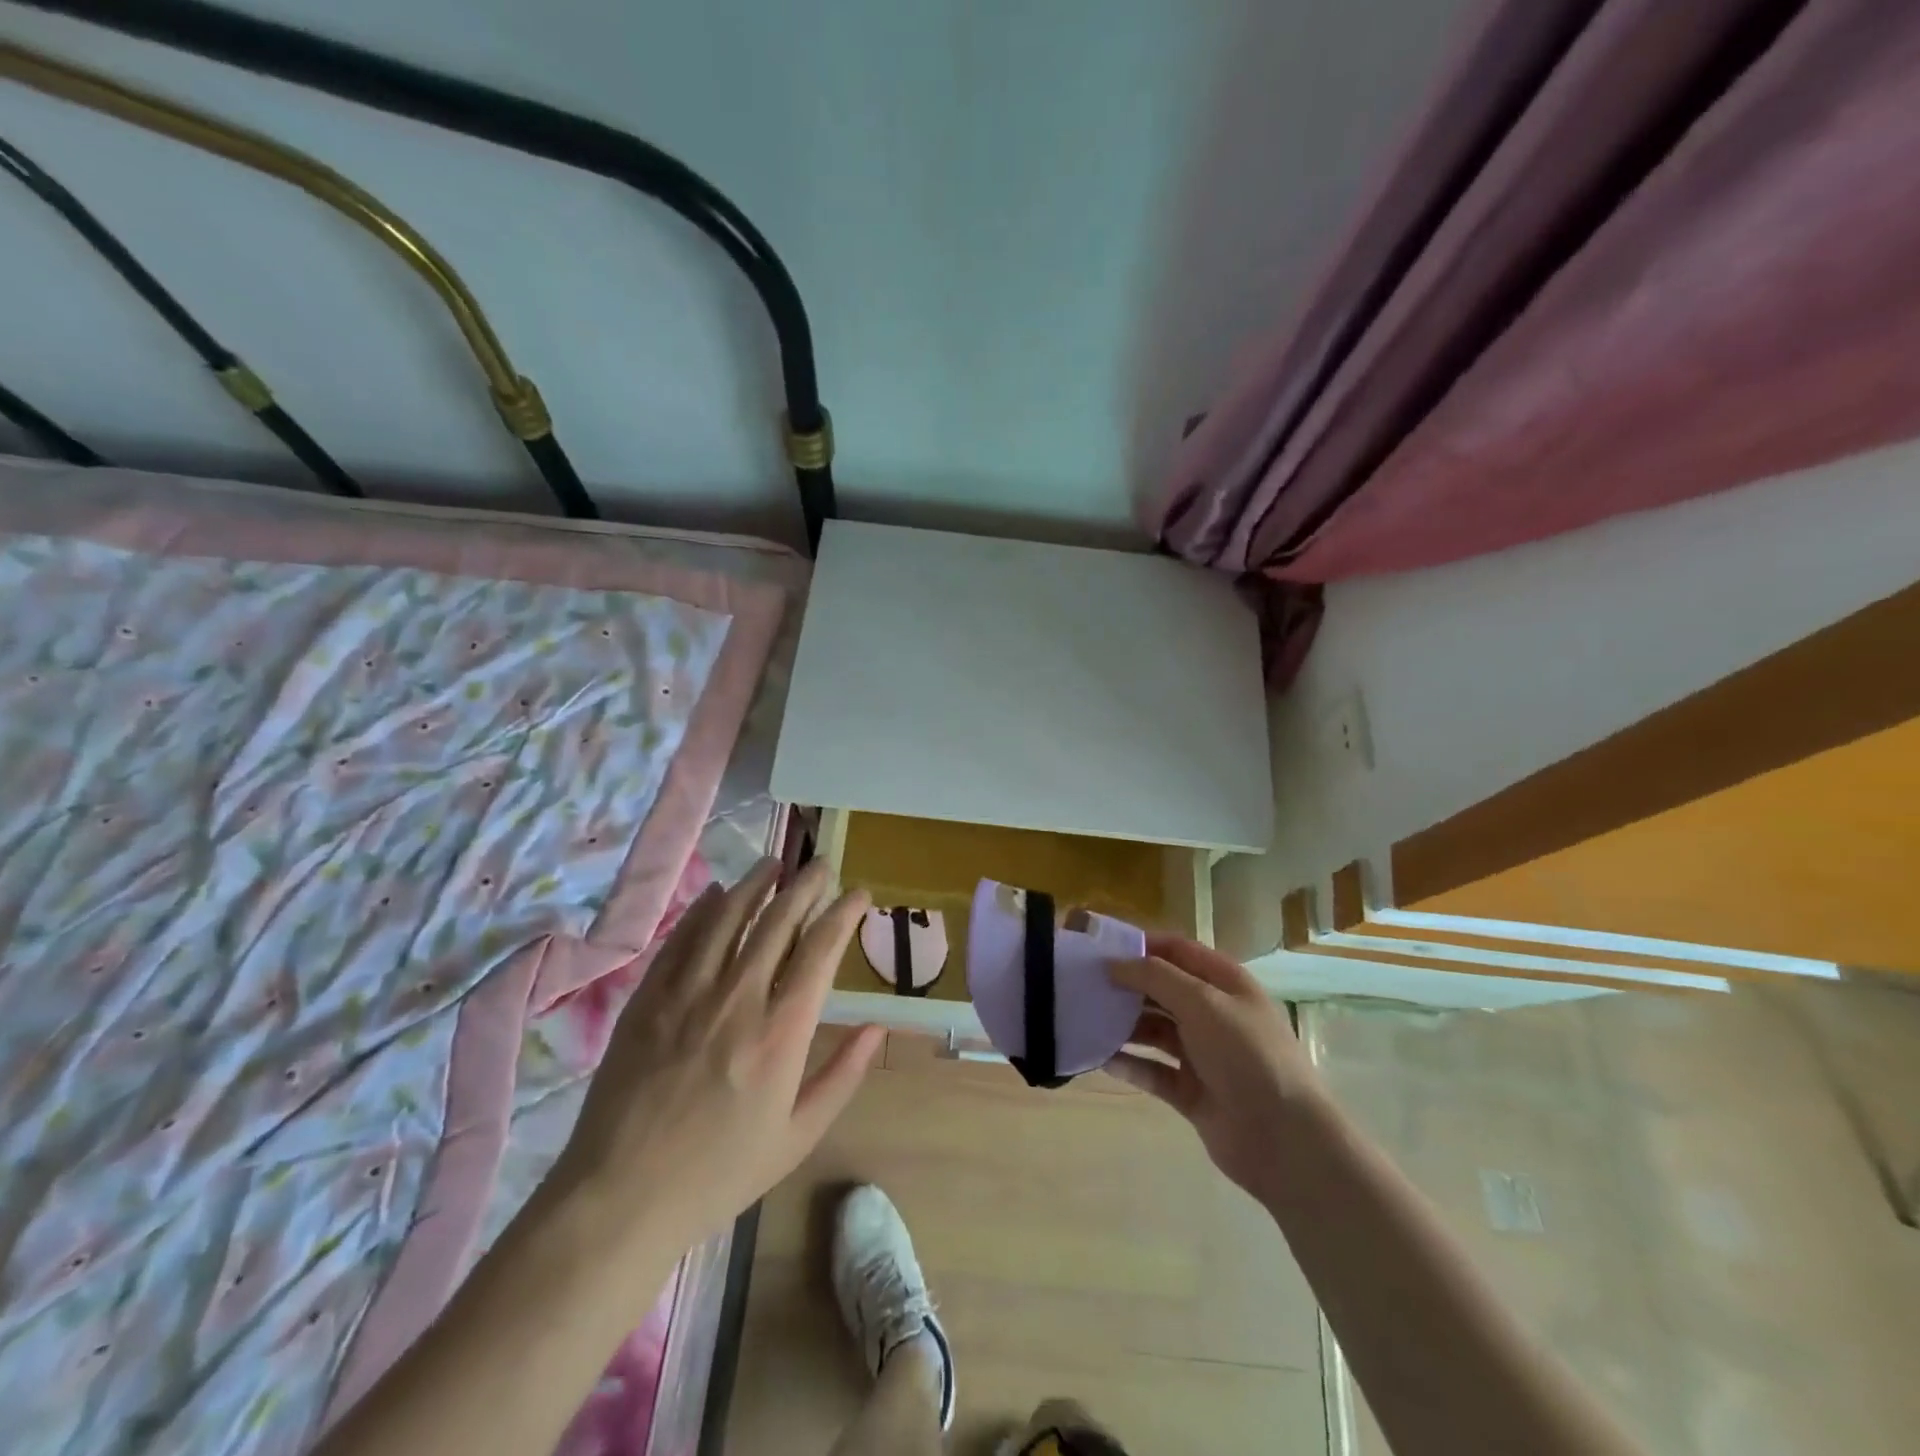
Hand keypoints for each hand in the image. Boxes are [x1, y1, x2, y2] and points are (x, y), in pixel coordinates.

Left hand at [549, 858, 882, 1254]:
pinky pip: (681, 939)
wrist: (619, 1199)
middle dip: (805, 886)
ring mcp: (686, 994)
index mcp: (780, 1033)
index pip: (820, 950)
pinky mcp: (647, 999)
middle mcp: (737, 999)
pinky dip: (703, 910)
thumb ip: (842, 1076)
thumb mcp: (797, 1136)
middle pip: (777, 921)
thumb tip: (878, 1027)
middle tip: (820, 866)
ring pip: (727, 918)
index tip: (859, 894)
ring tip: (773, 863)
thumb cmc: (718, 1174)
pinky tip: (716, 894)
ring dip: (755, 884)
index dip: (843, 913)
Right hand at [1106, 935, 1322, 1202]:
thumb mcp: (1202, 1002)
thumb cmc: (1247, 1055)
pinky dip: (1129, 1063)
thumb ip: (1155, 977)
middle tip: (1081, 984)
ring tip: (1084, 1020)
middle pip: (1160, 989)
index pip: (1175, 950)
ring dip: (1122, 1025)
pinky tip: (1100, 1059)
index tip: (1098, 946)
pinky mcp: (1189, 1091)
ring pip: (1152, 1030)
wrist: (1285, 1140)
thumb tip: (1113, 963)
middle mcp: (1211, 1013)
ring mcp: (1201, 1053)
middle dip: (1124, 985)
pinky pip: (1152, 1070)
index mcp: (1223, 982)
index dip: (1139, 945)